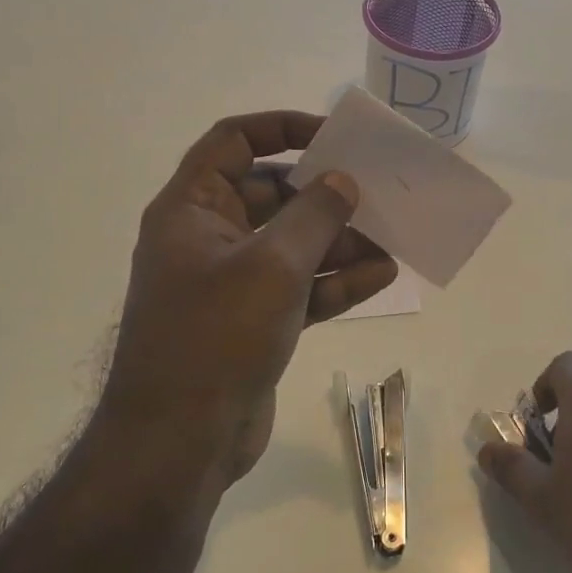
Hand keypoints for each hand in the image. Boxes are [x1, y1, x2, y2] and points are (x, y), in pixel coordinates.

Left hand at [102, 111, 397, 493]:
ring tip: (391, 239)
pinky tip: (381, 275)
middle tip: (374, 193)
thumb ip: (313, 215)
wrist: (180, 443)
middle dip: (323, 195)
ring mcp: (231, 283)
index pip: (233, 143)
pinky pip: (299, 287)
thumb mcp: (272, 266)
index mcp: (192, 209)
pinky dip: (335, 281)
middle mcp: (209, 238)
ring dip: (338, 241)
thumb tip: (342, 181)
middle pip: (271, 195)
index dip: (282, 129)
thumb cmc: (216, 337)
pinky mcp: (253, 322)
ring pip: (291, 245)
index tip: (332, 138)